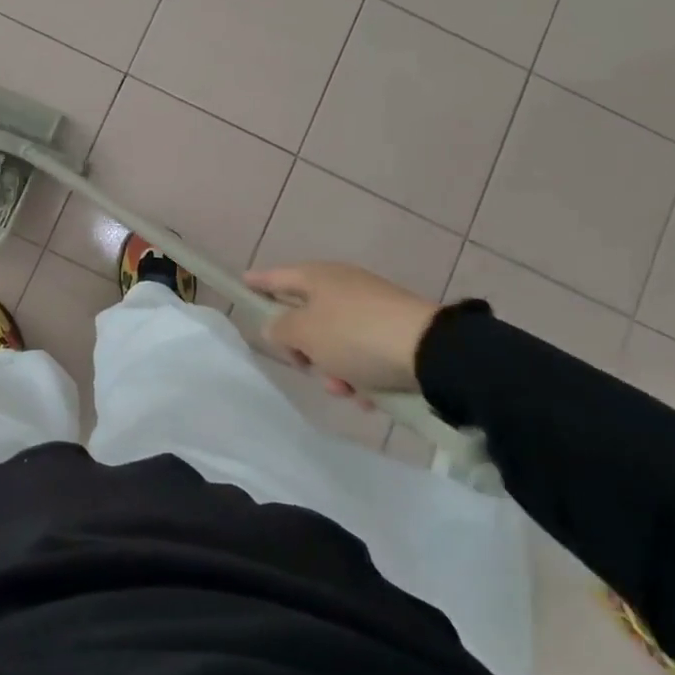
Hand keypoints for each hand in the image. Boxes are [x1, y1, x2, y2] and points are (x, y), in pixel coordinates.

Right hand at [245, 262, 439, 399]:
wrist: (431, 352)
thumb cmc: (354, 335)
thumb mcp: (305, 333)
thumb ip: (280, 329)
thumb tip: (277, 327)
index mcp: (318, 277)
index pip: (277, 277)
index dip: (258, 282)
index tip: (242, 284)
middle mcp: (343, 286)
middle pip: (307, 317)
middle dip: (304, 349)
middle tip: (306, 366)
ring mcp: (372, 308)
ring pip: (336, 342)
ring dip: (334, 369)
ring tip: (347, 389)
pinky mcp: (396, 331)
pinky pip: (365, 354)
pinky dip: (363, 375)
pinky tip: (371, 397)